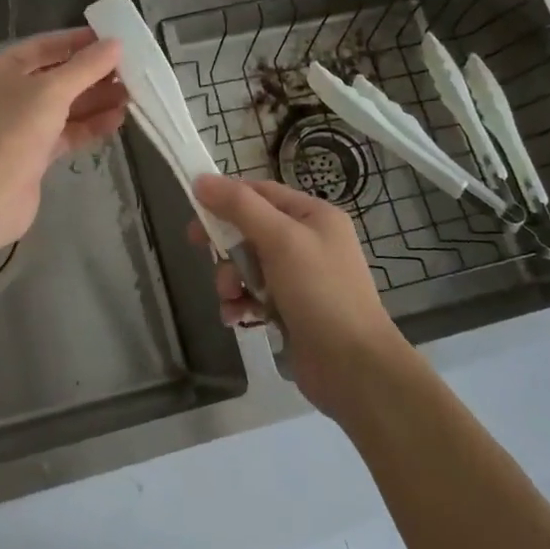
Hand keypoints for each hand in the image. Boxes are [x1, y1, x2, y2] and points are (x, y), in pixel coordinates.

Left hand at [0, 28, 126, 246]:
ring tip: (130, 95)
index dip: (77, 42)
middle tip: (128, 71)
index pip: (42, 46)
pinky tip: (116, 120)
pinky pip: (63, 132)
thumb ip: (86, 67)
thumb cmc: (14, 130)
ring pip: (61, 107)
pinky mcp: (30, 154)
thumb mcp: (53, 91)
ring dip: (94, 100)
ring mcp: (16, 126)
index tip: (112, 40)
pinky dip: (87, 125)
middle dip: (91, 75)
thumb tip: (116, 44)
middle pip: (54, 77)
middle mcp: (3, 94)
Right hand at [192, 175, 412, 420]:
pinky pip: (254, 295)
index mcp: (313, 215)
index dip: (226, 199)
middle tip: (206, 257)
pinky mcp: (291, 309)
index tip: (195, 215)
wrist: (354, 368)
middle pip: (250, 230)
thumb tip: (200, 180)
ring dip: (231, 280)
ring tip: (231, 299)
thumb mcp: (280, 240)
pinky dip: (241, 303)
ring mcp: (300, 278)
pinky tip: (238, 318)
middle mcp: (308, 241)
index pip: (260, 193)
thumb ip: (239, 207)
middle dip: (227, 248)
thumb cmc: (320, 293)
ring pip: (248, 265)